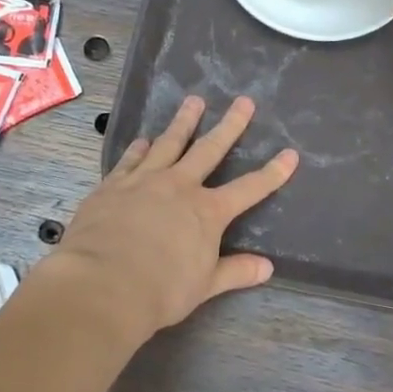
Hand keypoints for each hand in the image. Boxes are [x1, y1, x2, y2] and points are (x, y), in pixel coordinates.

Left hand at [47, 95, 297, 343]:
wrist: (101, 285)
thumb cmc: (160, 290)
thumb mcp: (204, 286)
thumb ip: (235, 271)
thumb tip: (267, 268)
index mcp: (208, 212)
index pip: (249, 189)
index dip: (273, 173)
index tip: (290, 154)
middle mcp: (180, 186)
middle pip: (210, 149)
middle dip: (230, 125)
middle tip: (243, 101)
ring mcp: (144, 181)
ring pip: (169, 143)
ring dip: (184, 122)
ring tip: (193, 101)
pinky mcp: (113, 185)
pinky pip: (130, 160)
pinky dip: (140, 148)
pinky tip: (143, 140)